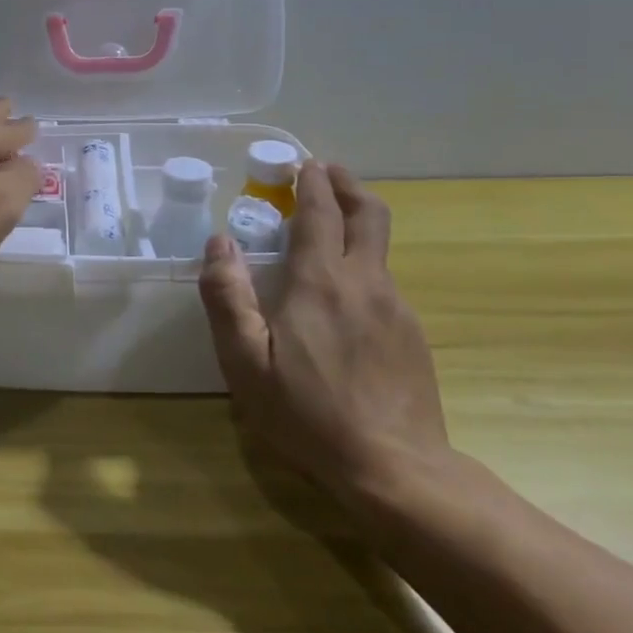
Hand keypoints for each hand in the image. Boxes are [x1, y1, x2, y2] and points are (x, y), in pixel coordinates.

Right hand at [197, 159, 449, 511]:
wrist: (395, 470)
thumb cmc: (307, 413)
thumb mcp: (245, 360)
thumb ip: (227, 296)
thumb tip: (218, 242)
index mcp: (322, 281)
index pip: (321, 212)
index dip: (312, 182)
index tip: (302, 163)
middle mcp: (366, 282)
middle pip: (369, 214)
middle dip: (347, 185)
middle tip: (326, 173)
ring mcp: (397, 308)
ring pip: (380, 248)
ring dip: (357, 224)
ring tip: (328, 232)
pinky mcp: (413, 335)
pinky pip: (384, 284)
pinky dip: (363, 267)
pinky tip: (344, 299)